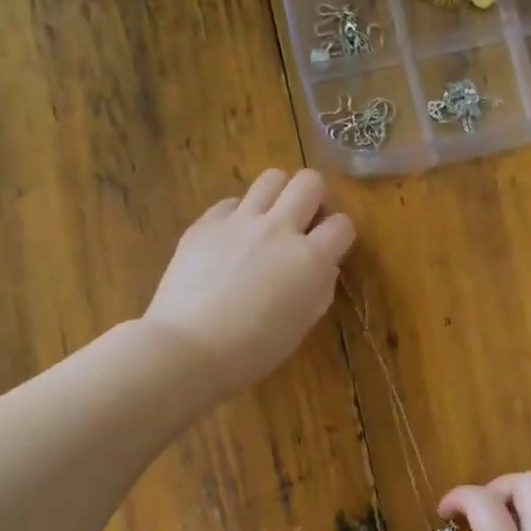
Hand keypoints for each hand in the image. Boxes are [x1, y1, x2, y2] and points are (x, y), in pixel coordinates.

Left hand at [143, 169, 355, 398]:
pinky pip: (230, 202)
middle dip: (314, 197)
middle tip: (304, 222)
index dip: (340, 235)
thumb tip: (324, 268)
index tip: (331, 248)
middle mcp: (279, 229)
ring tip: (269, 221)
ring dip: (278, 195)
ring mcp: (239, 221)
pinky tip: (231, 238)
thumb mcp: (300, 327)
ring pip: (271, 179)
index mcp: (310, 259)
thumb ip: (319, 291)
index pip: (342, 224)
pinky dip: (238, 214)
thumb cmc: (252, 351)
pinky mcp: (205, 223)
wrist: (188, 348)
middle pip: (309, 181)